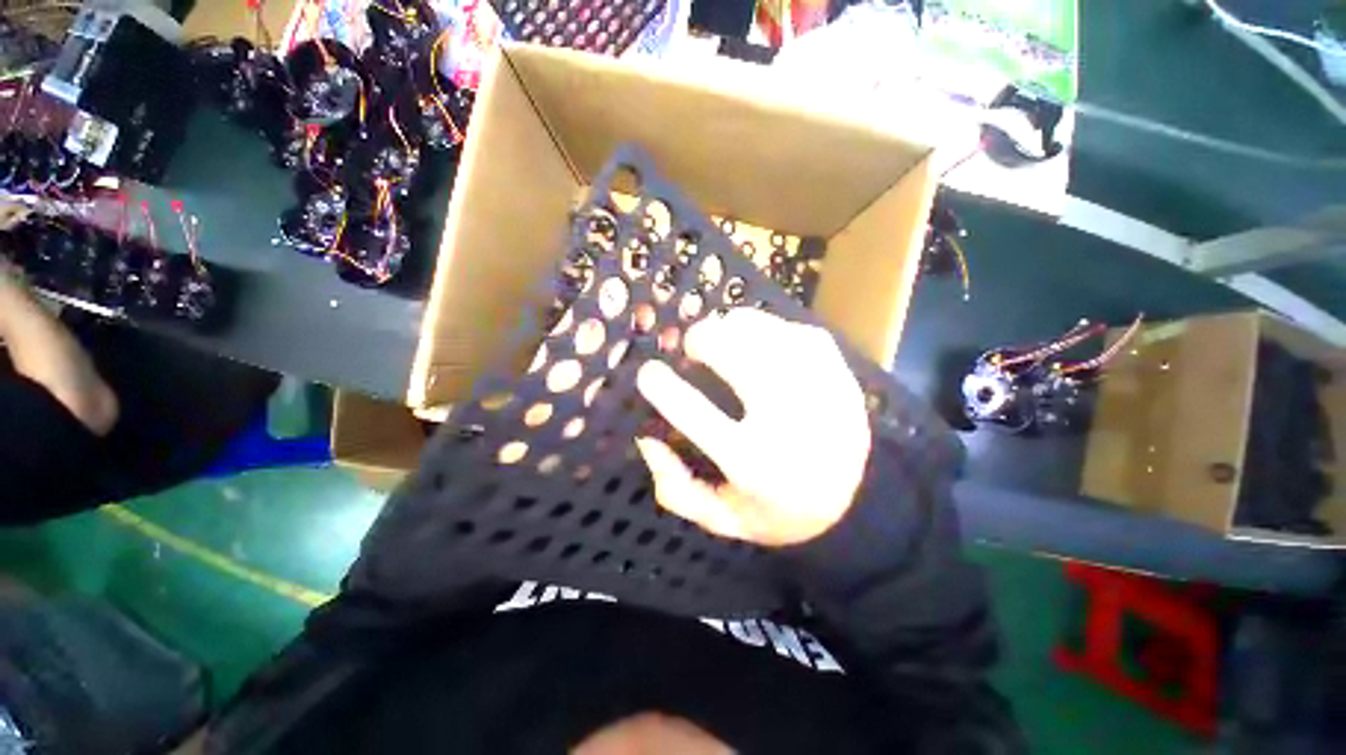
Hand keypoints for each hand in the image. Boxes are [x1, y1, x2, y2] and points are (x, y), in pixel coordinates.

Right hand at [635, 309, 871, 546]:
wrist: (855, 502)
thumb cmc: (778, 510)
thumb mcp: (721, 518)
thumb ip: (675, 487)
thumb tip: (647, 439)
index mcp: (753, 463)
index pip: (694, 413)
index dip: (662, 386)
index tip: (648, 373)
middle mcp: (787, 422)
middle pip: (735, 355)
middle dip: (702, 340)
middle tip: (692, 346)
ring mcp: (819, 390)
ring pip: (766, 333)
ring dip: (732, 327)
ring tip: (723, 336)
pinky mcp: (839, 372)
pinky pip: (795, 331)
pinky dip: (767, 328)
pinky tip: (759, 341)